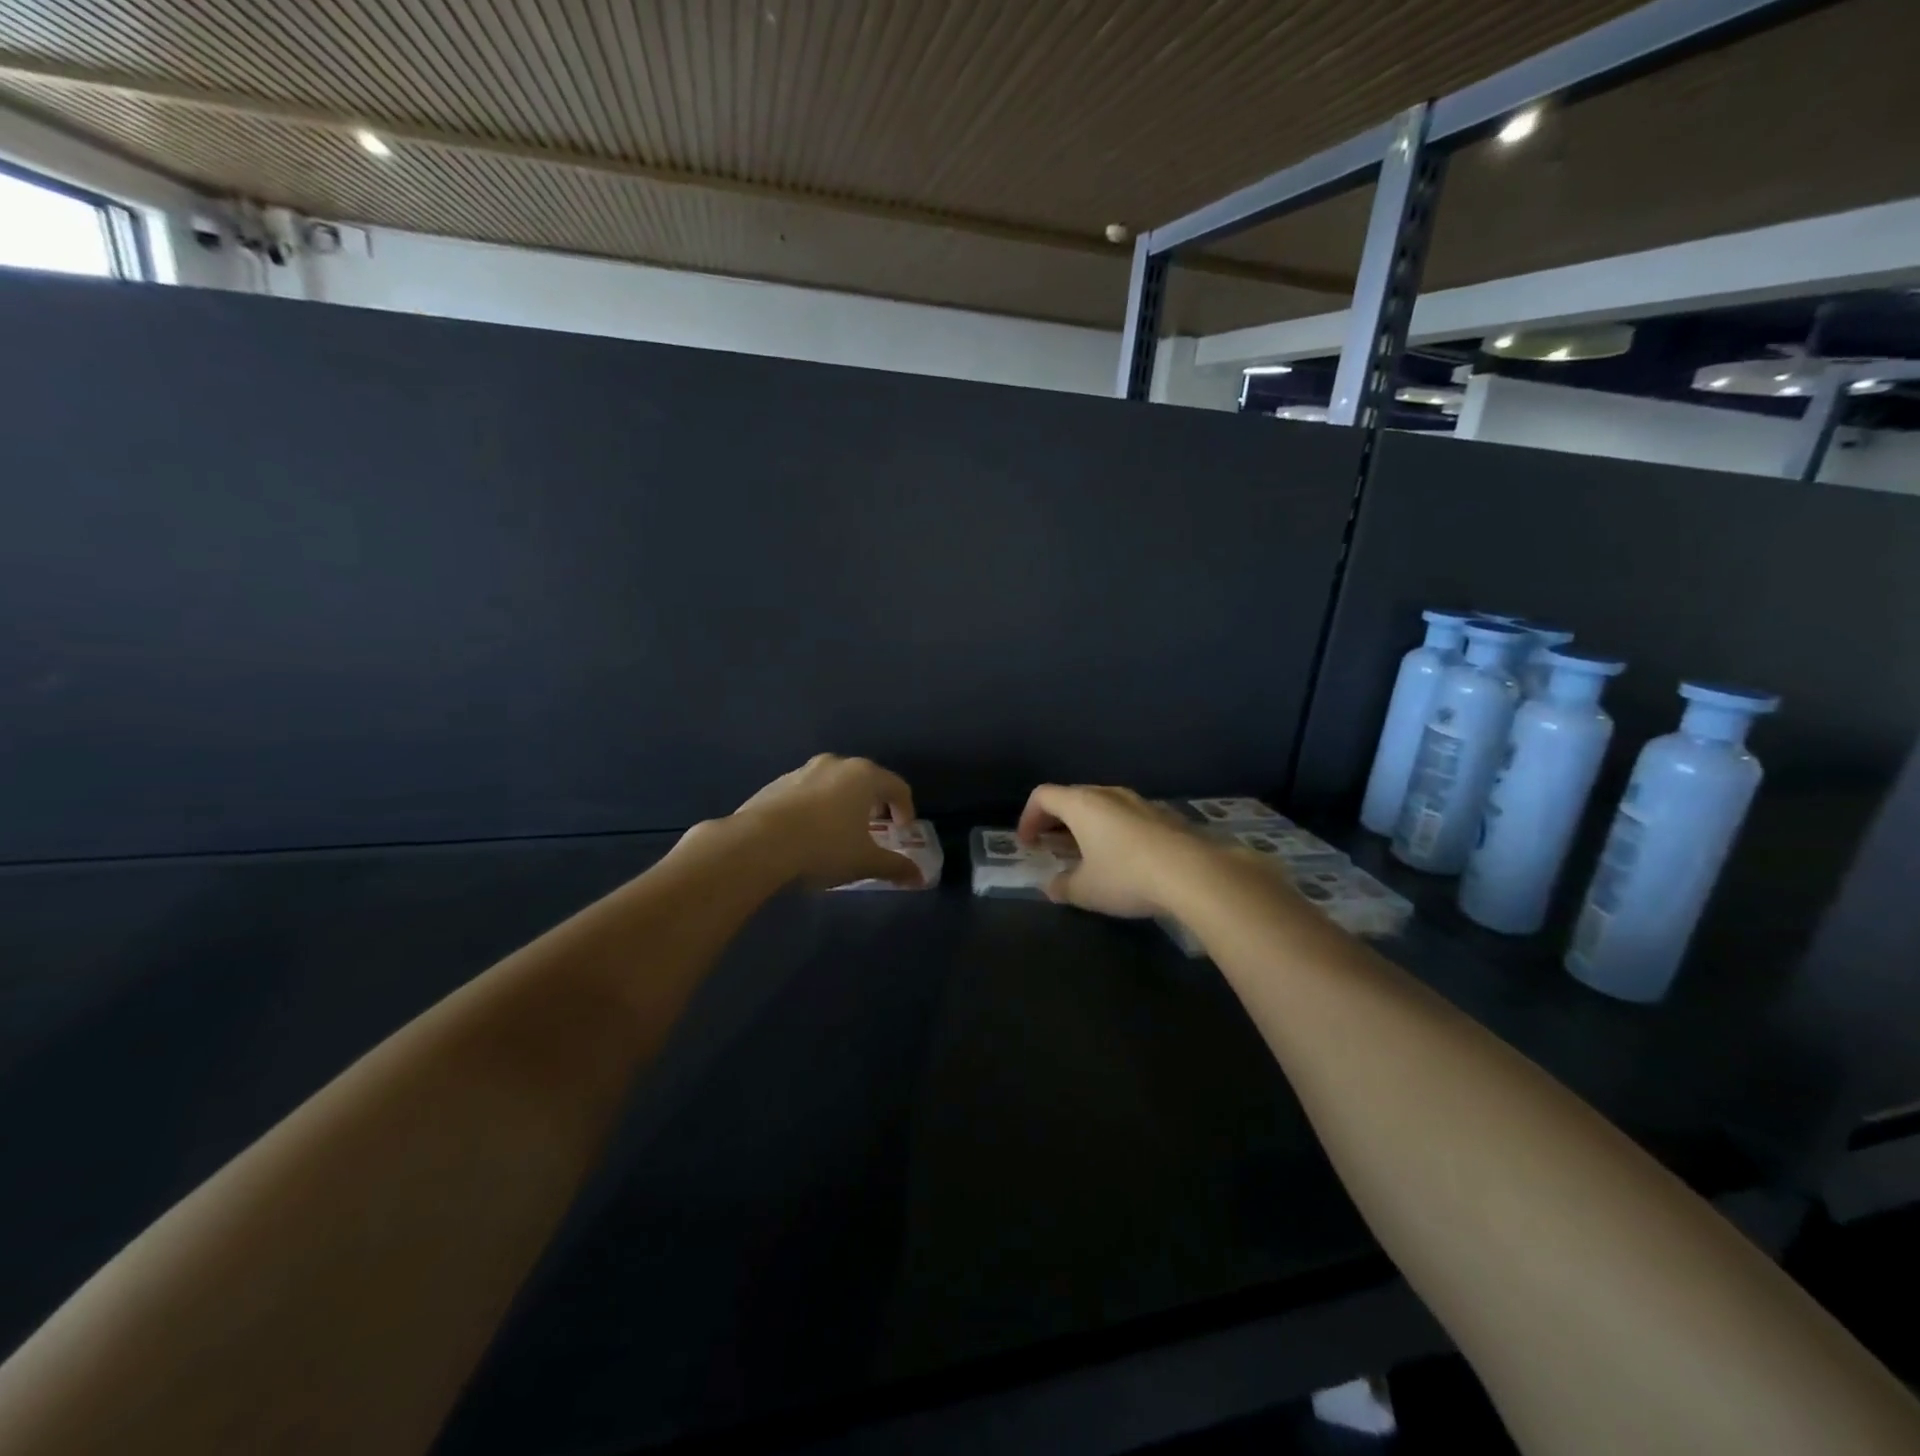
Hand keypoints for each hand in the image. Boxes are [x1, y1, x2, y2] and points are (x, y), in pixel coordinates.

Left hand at [729, 754, 923, 888]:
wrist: (758, 844)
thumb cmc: (824, 847)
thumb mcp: (865, 862)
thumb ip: (895, 867)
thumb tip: (919, 877)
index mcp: (864, 776)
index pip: (897, 786)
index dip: (906, 808)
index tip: (903, 831)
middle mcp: (836, 764)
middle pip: (865, 779)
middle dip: (873, 803)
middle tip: (874, 828)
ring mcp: (802, 771)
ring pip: (833, 784)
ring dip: (842, 803)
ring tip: (838, 831)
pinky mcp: (775, 784)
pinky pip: (806, 792)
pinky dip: (815, 807)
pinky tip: (806, 833)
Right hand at [1015, 784, 1208, 917]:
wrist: (1195, 873)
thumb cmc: (1127, 876)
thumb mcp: (1086, 890)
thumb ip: (1062, 886)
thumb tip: (1051, 886)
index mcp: (1082, 804)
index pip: (1042, 796)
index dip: (1028, 818)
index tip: (1027, 844)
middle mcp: (1108, 794)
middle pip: (1072, 796)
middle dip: (1055, 820)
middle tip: (1051, 846)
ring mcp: (1139, 802)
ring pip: (1102, 805)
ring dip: (1085, 825)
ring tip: (1085, 853)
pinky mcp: (1164, 815)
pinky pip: (1126, 816)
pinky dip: (1112, 830)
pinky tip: (1121, 858)